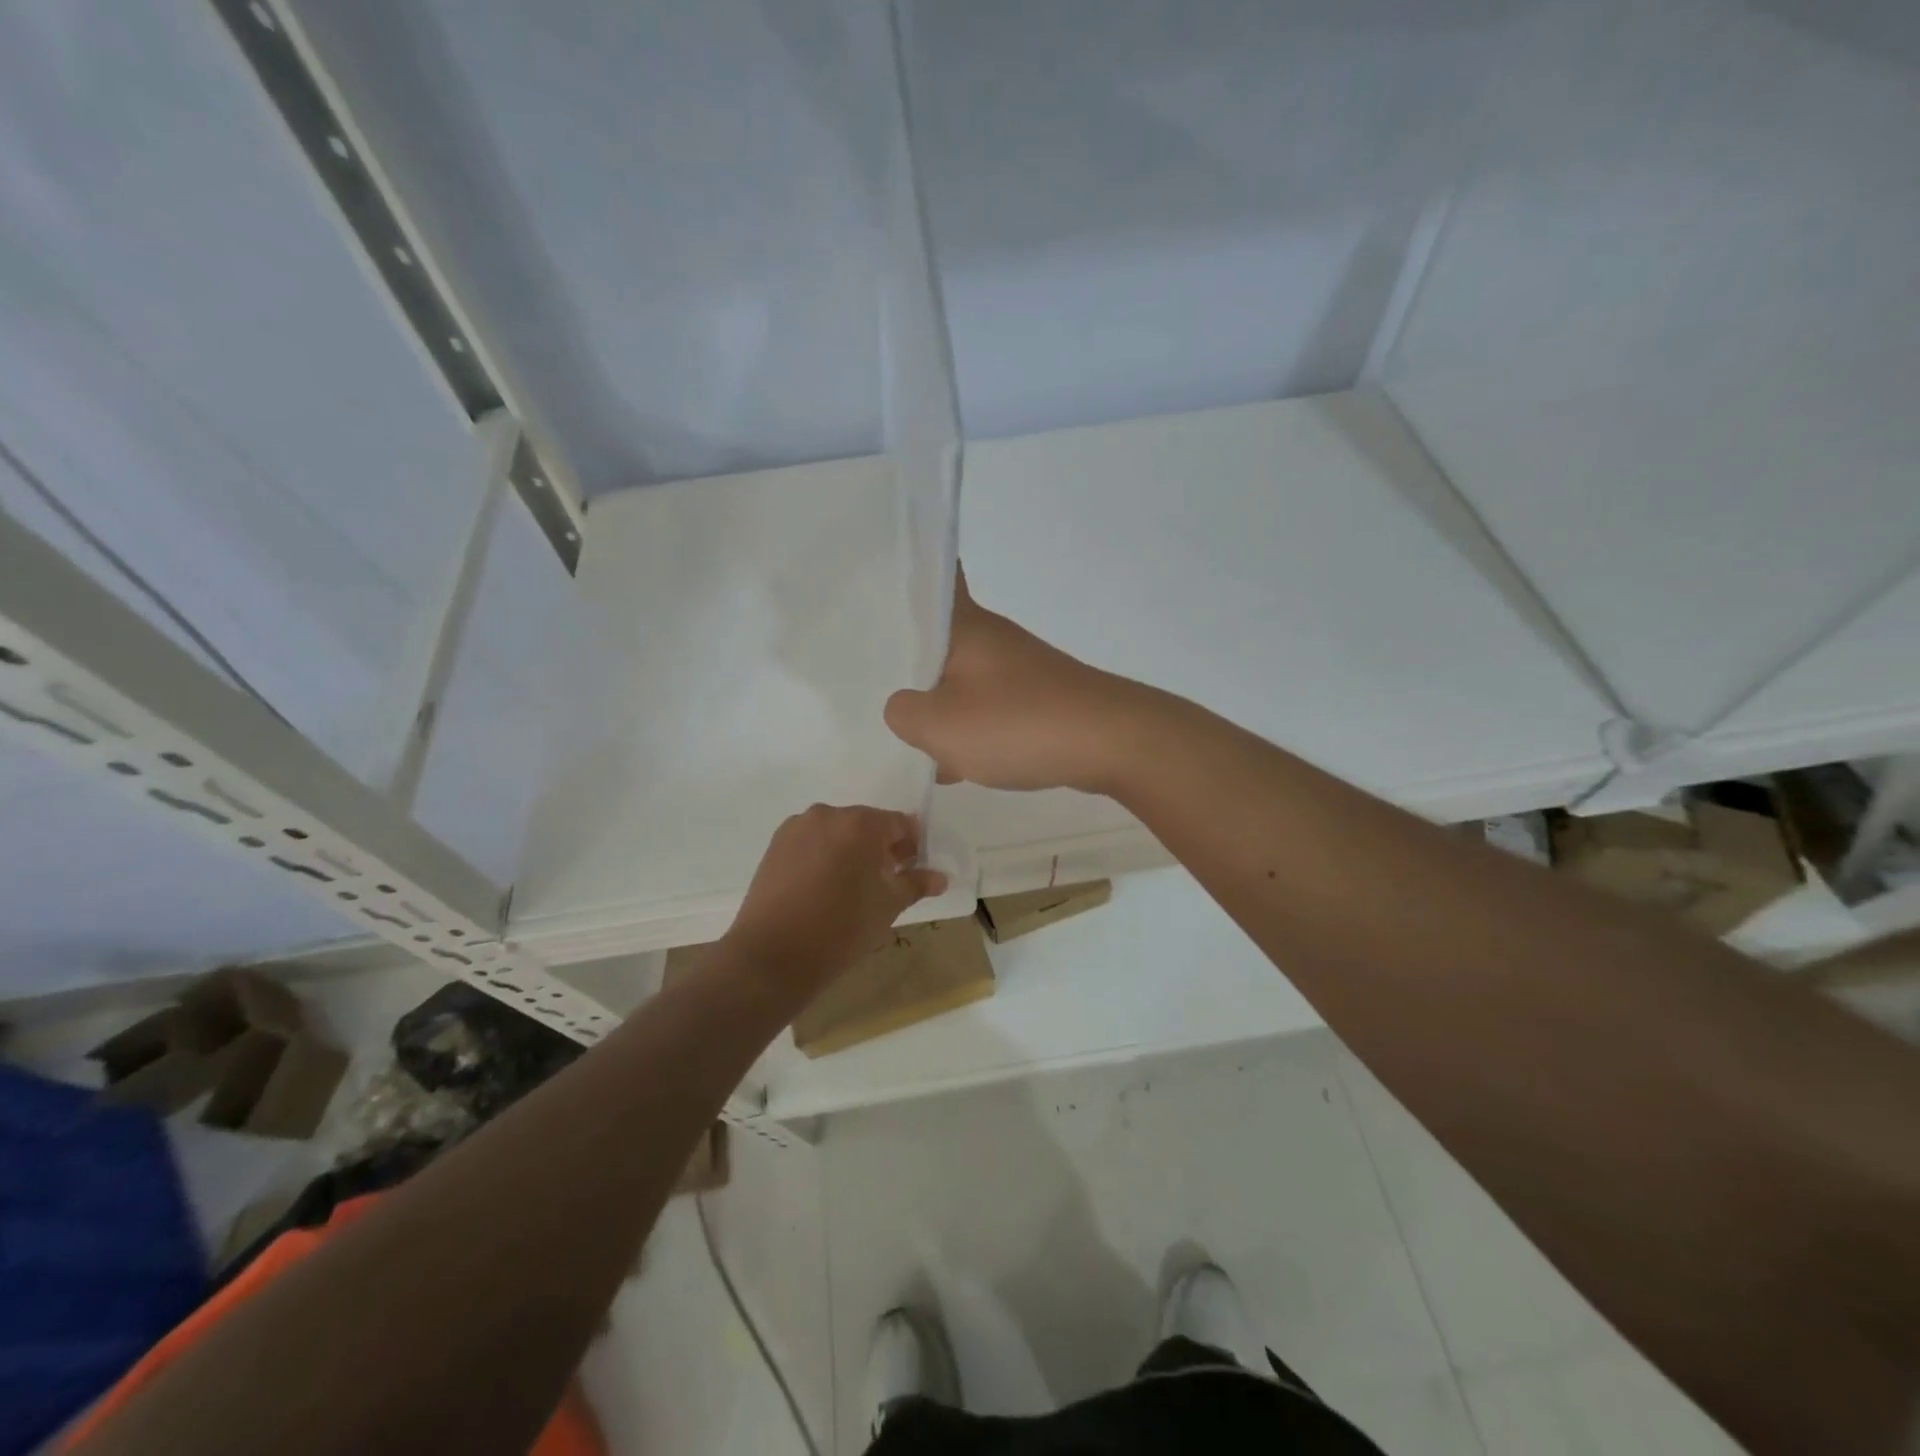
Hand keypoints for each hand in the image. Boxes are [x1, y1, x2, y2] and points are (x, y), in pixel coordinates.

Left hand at [720, 805, 947, 997]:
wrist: (772, 956)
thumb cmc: (841, 928)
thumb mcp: (887, 906)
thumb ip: (915, 884)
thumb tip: (940, 877)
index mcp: (860, 823)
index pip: (899, 824)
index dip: (911, 846)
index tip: (911, 872)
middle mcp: (827, 814)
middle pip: (866, 824)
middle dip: (879, 848)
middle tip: (884, 883)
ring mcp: (796, 828)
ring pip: (836, 832)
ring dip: (850, 851)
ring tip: (851, 889)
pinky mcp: (775, 846)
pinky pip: (811, 843)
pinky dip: (823, 857)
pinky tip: (822, 889)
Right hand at [884, 568, 1153, 793]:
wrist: (1110, 742)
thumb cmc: (1017, 722)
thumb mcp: (940, 725)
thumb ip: (904, 714)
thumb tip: (904, 708)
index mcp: (965, 627)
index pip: (936, 576)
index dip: (908, 576)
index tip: (875, 589)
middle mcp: (993, 639)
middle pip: (942, 637)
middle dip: (910, 658)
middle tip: (870, 675)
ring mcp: (1020, 669)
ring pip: (964, 677)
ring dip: (940, 701)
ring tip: (906, 732)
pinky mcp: (1039, 699)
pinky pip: (991, 707)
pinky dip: (971, 728)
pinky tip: (954, 764)